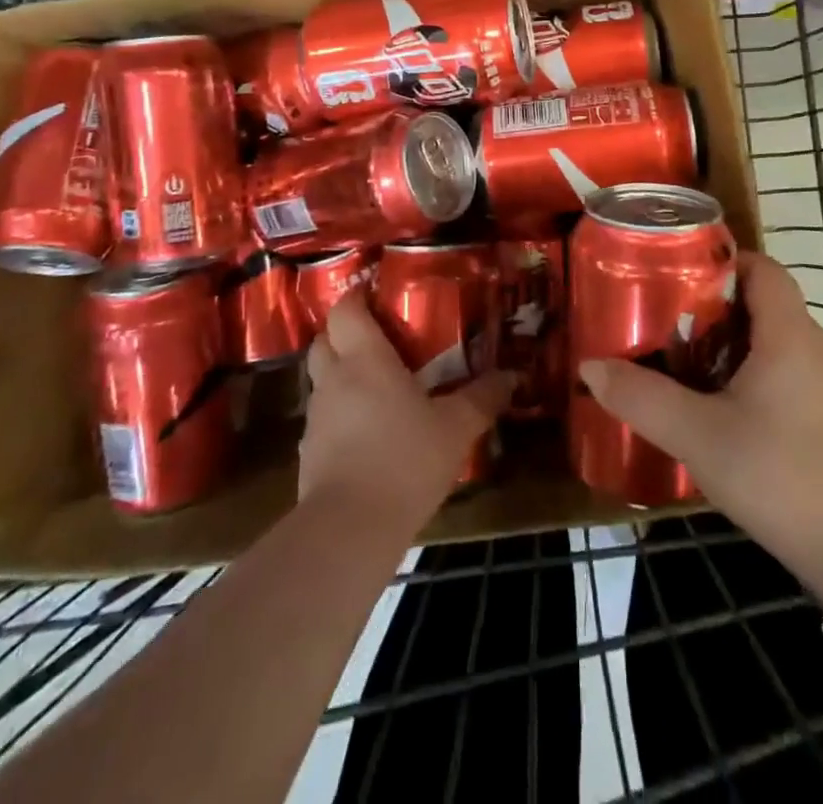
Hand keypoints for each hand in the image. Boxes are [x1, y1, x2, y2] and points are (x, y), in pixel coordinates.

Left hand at [299, 294, 513, 532]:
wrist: (349, 529)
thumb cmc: (405, 460)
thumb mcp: (456, 428)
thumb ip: (482, 398)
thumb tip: (512, 376)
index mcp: (365, 359)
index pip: (346, 309)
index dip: (357, 296)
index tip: (376, 293)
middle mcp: (334, 378)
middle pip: (324, 339)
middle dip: (344, 333)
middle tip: (378, 338)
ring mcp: (317, 416)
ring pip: (322, 379)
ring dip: (342, 374)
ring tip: (377, 386)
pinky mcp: (309, 452)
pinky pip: (324, 417)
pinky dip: (341, 414)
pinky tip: (368, 433)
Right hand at [579, 252, 822, 556]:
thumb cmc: (785, 478)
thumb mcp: (700, 437)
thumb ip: (642, 398)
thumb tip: (590, 367)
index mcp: (789, 334)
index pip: (762, 268)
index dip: (720, 260)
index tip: (673, 272)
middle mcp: (814, 349)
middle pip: (760, 303)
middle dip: (709, 306)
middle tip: (659, 319)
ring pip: (769, 343)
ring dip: (724, 345)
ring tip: (675, 361)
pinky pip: (780, 376)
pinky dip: (744, 376)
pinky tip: (714, 411)